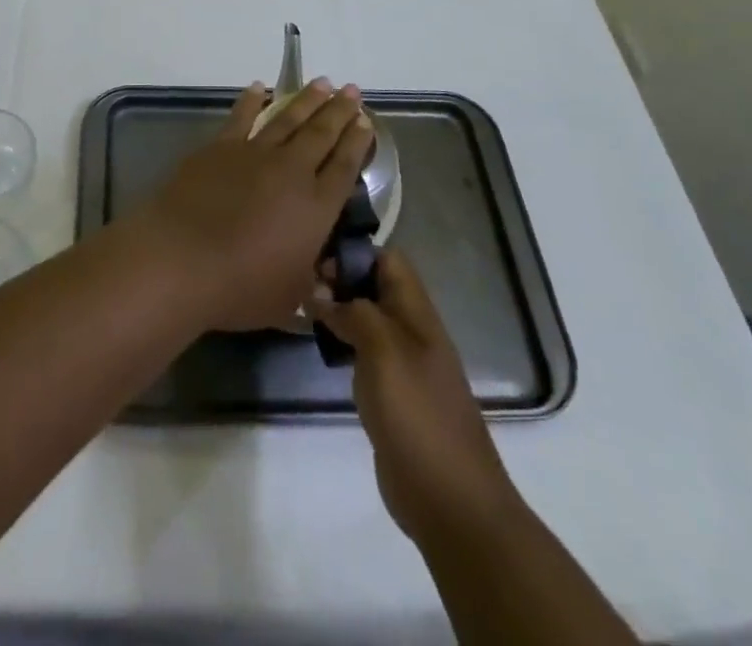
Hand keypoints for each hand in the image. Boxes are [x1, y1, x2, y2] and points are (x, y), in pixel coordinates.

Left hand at [138, 79, 372, 331]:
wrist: (181, 259)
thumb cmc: (240, 287)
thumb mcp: (289, 300)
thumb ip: (310, 286)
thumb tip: (325, 285)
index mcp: (316, 208)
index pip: (344, 167)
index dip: (357, 142)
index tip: (365, 121)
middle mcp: (292, 171)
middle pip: (322, 133)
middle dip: (339, 110)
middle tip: (352, 90)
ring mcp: (254, 153)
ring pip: (288, 118)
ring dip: (307, 100)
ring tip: (322, 82)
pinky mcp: (220, 147)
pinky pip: (241, 117)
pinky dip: (251, 100)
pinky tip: (258, 87)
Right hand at [309, 250, 519, 545]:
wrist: (450, 499)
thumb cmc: (417, 413)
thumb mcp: (383, 349)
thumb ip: (353, 312)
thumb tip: (320, 292)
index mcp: (417, 313)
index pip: (388, 260)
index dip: (355, 252)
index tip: (317, 261)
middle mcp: (411, 331)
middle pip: (376, 287)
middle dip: (341, 280)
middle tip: (301, 286)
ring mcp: (403, 365)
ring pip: (367, 319)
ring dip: (338, 311)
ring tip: (302, 310)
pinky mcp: (392, 396)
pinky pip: (364, 353)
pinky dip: (342, 344)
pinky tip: (320, 348)